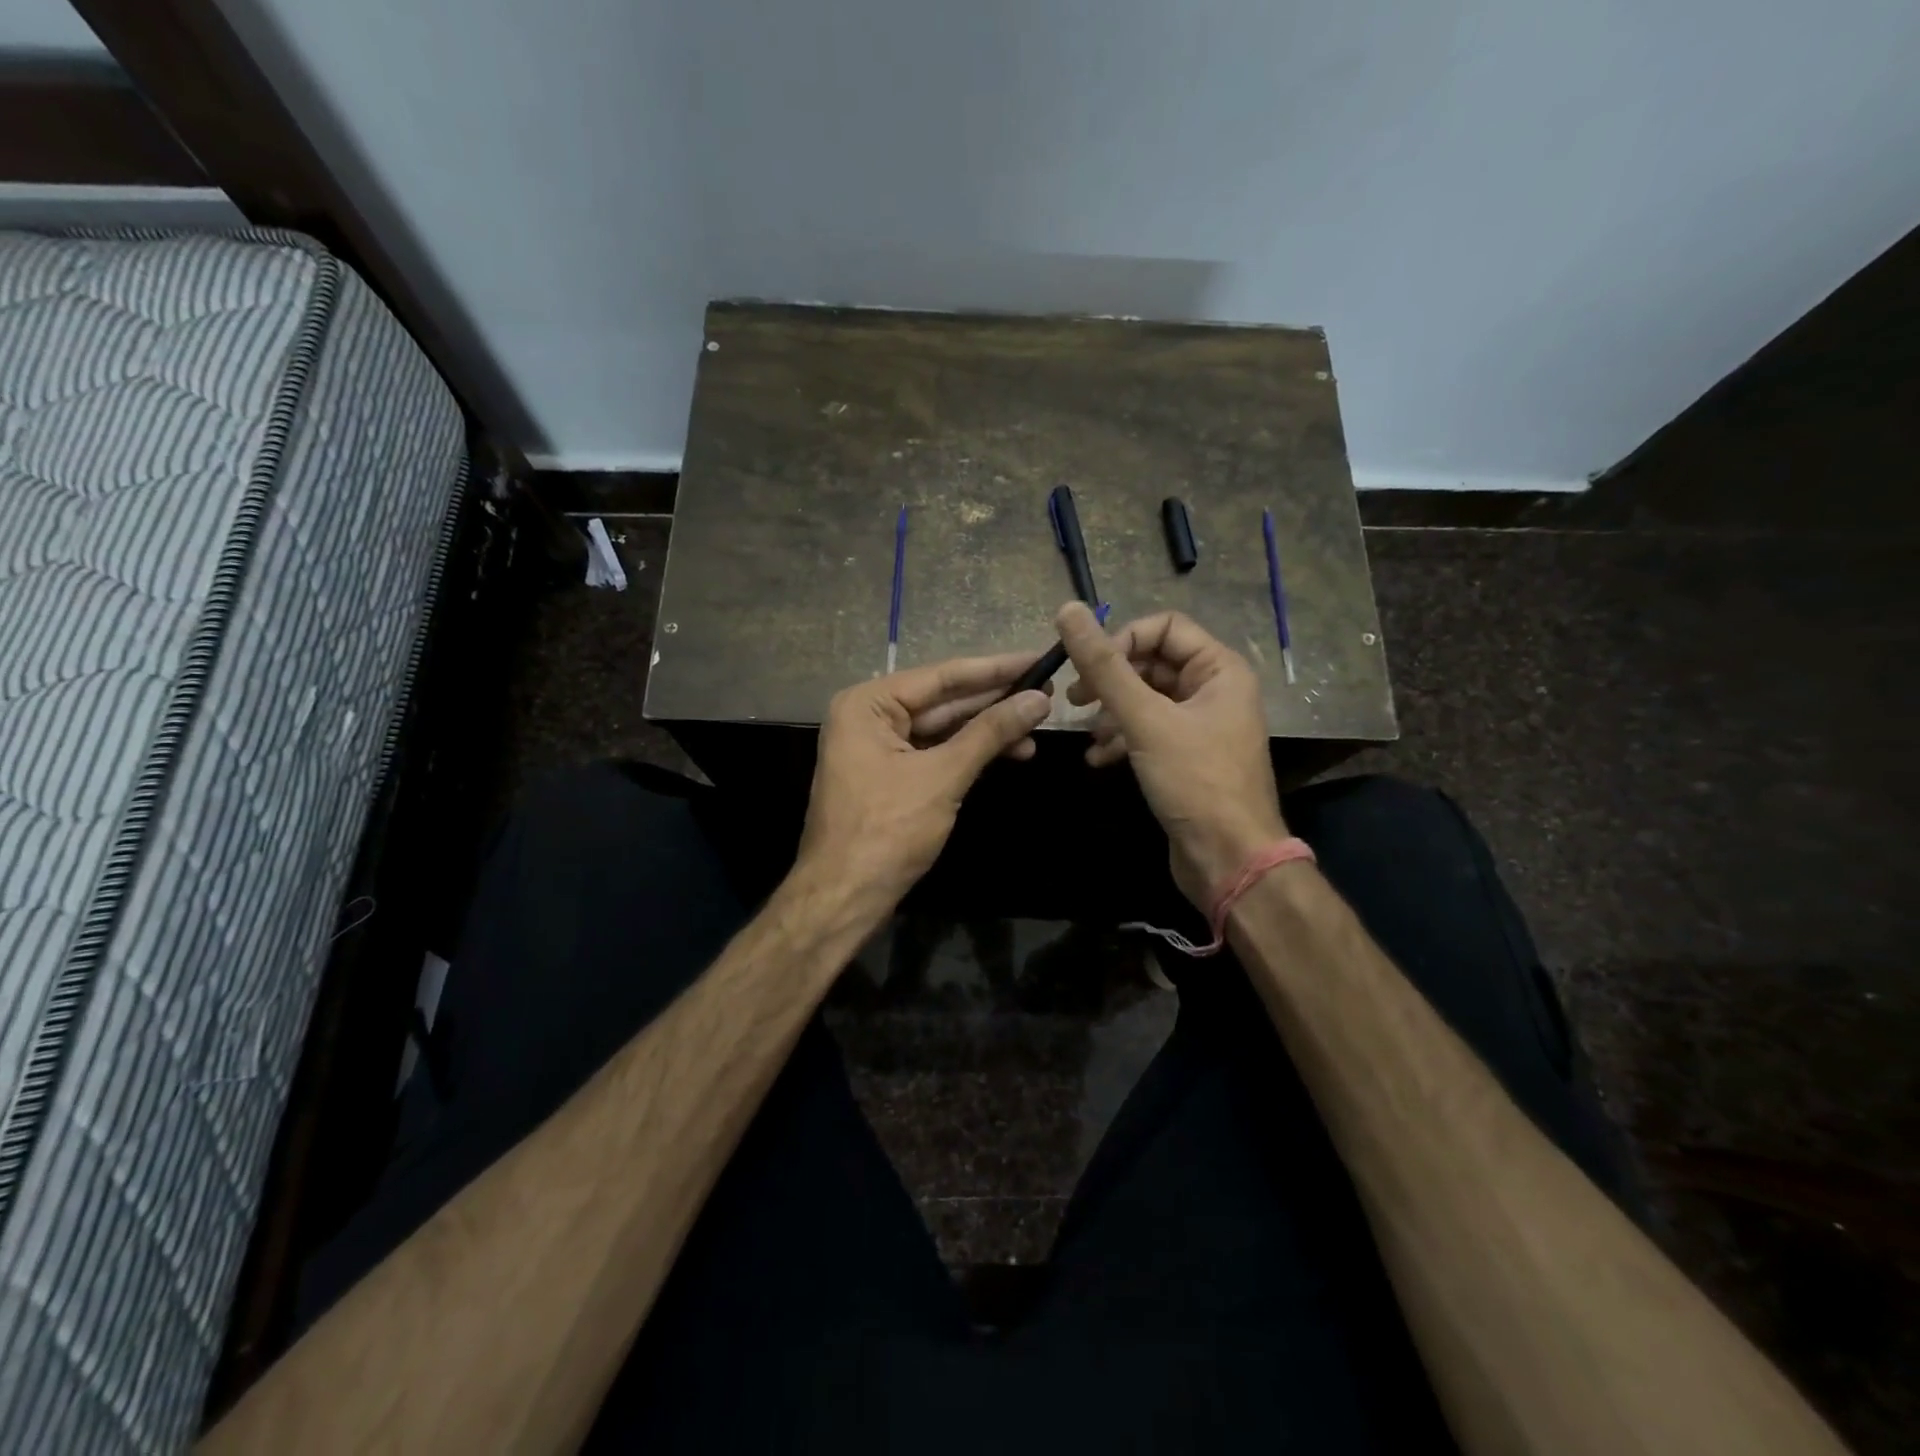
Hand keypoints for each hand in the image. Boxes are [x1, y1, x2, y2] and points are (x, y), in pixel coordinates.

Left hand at [795, 653, 1052, 912]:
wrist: (845, 897)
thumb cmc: (887, 830)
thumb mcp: (943, 776)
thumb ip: (990, 733)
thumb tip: (1039, 700)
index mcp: (868, 704)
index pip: (942, 676)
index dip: (994, 669)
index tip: (1037, 659)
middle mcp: (870, 716)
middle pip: (943, 700)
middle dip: (994, 700)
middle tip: (1047, 690)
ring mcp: (879, 747)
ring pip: (943, 729)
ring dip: (988, 730)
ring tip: (1037, 726)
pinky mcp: (891, 776)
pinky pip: (936, 753)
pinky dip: (970, 753)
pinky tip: (1010, 752)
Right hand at [1057, 601, 1286, 904]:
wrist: (1228, 859)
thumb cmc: (1194, 781)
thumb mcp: (1145, 719)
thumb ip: (1104, 666)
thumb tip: (1067, 609)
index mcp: (1219, 669)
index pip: (1163, 627)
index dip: (1122, 641)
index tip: (1088, 669)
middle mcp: (1213, 690)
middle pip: (1151, 663)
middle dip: (1111, 680)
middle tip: (1074, 700)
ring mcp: (1200, 725)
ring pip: (1145, 700)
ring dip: (1111, 713)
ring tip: (1087, 735)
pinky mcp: (1186, 757)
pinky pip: (1147, 732)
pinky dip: (1121, 739)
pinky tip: (1098, 759)